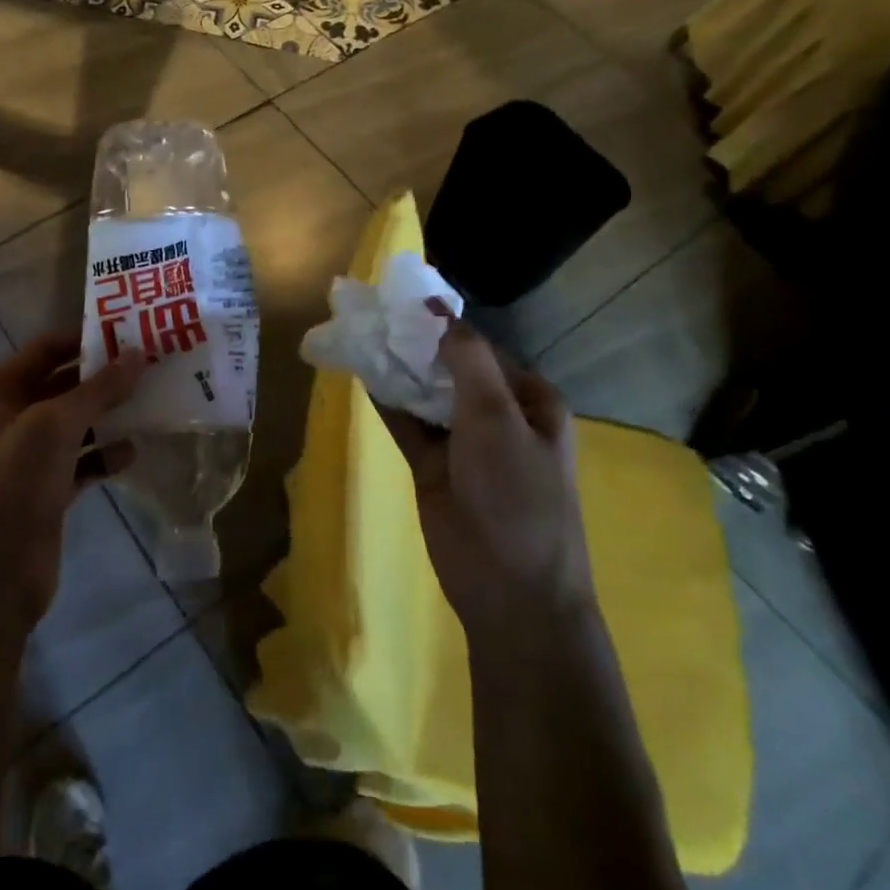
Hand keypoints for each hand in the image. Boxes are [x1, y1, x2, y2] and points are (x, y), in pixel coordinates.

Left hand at [0, 331, 146, 635]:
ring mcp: (27, 461)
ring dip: (109, 416)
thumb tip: (139, 354)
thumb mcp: (52, 429)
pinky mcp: (46, 494)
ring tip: (155, 402)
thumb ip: (97, 390)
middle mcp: (9, 421)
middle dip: (104, 378)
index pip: (44, 351)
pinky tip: (133, 451)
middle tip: (155, 365)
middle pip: (62, 386)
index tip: (132, 331)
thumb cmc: (9, 490)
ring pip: (75, 425)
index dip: (85, 338)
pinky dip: (104, 456)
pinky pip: (81, 463)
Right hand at [379, 306, 592, 633]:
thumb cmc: (517, 493)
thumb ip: (467, 359)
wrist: (509, 588)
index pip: (483, 349)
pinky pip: (407, 425)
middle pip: (450, 369)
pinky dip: (387, 402)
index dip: (445, 325)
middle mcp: (498, 416)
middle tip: (373, 316)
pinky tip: (361, 374)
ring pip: (425, 395)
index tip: (403, 302)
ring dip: (399, 371)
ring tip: (360, 337)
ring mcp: (463, 443)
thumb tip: (438, 308)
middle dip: (416, 346)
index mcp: (529, 400)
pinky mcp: (433, 466)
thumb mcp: (497, 416)